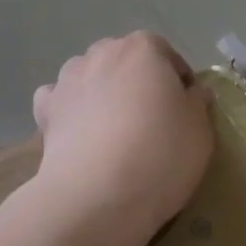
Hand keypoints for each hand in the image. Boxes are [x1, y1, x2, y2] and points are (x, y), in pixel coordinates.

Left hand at [31, 32, 213, 245]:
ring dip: (101, 91)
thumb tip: (191, 92)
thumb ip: (197, 102)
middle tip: (151, 119)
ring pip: (89, 75)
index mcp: (143, 49)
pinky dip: (68, 109)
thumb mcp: (200, 130)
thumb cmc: (160, 154)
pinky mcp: (45, 110)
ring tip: (112, 128)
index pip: (166, 54)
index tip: (184, 109)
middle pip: (125, 61)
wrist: (97, 196)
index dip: (177, 81)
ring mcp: (68, 80)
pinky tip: (78, 132)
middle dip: (137, 81)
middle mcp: (102, 53)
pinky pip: (59, 99)